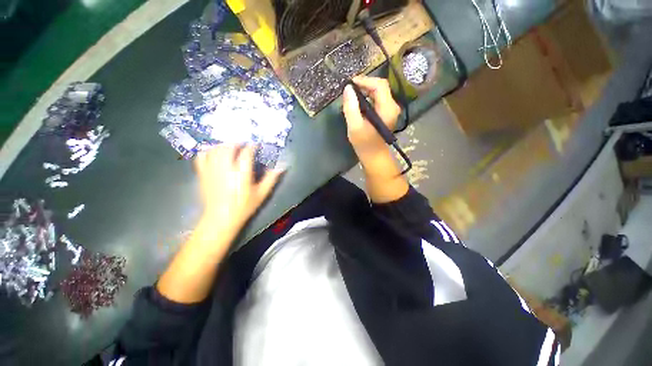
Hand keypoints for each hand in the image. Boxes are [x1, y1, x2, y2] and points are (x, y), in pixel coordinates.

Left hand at [194, 144, 283, 232]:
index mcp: (241, 174)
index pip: (246, 153)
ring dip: (224, 144)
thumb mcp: (261, 194)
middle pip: (228, 147)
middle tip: (244, 143)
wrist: (221, 218)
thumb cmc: (244, 206)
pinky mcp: (203, 174)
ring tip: (231, 146)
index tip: (257, 144)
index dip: (252, 146)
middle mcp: (225, 169)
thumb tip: (282, 167)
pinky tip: (215, 151)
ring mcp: (212, 170)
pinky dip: (208, 150)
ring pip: (215, 149)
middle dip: (237, 142)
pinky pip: (202, 156)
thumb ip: (271, 179)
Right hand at [341, 76, 407, 203]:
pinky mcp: (386, 114)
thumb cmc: (364, 145)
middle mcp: (392, 106)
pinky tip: (358, 103)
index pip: (379, 85)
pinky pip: (377, 100)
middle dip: (364, 84)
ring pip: (379, 93)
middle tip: (349, 89)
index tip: (350, 83)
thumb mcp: (355, 127)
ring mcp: (390, 110)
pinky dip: (367, 98)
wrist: (374, 157)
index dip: (365, 80)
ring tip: (351, 95)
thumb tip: (347, 88)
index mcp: (387, 108)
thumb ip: (351, 107)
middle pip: (380, 87)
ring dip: (365, 91)